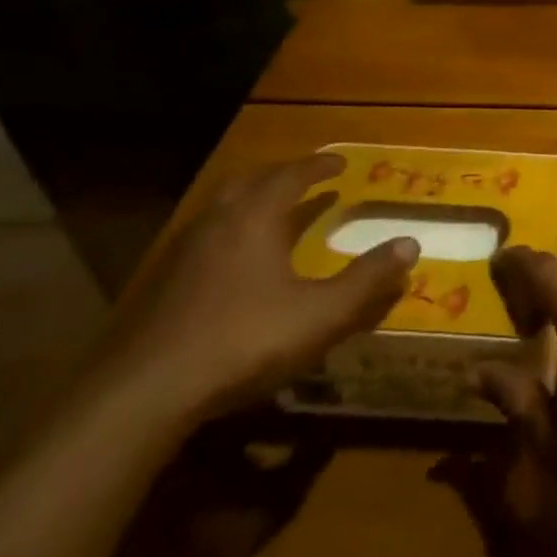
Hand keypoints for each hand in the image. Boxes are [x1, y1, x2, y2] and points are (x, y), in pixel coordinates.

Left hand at [93, 154, 419, 425]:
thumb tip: (410, 244)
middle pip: (249, 183)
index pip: (290, 177)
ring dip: (251, 201)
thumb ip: (367, 278)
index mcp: (254, 219)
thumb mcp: (321, 313)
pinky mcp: (162, 284)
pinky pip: (204, 237)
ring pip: (220, 209)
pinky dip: (230, 232)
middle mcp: (216, 224)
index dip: (317, 167)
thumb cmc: (245, 340)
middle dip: (281, 176)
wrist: (146, 393)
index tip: (340, 163)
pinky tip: (236, 261)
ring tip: (274, 212)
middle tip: (305, 178)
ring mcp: (182, 253)